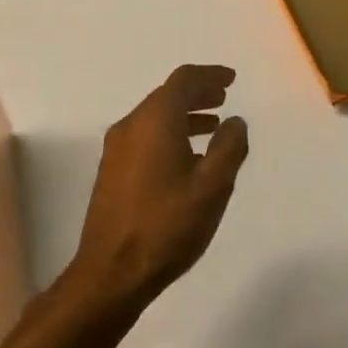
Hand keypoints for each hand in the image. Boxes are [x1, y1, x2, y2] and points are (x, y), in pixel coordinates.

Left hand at [69, 64, 250, 313]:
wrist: (112, 272)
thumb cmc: (167, 224)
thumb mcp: (213, 185)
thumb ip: (230, 147)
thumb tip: (235, 122)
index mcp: (154, 121)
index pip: (183, 81)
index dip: (209, 75)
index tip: (231, 80)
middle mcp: (131, 126)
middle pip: (166, 96)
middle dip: (197, 93)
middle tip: (224, 98)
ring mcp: (116, 150)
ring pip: (154, 118)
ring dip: (185, 115)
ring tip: (213, 126)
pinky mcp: (112, 172)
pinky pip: (145, 136)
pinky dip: (170, 133)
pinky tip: (188, 157)